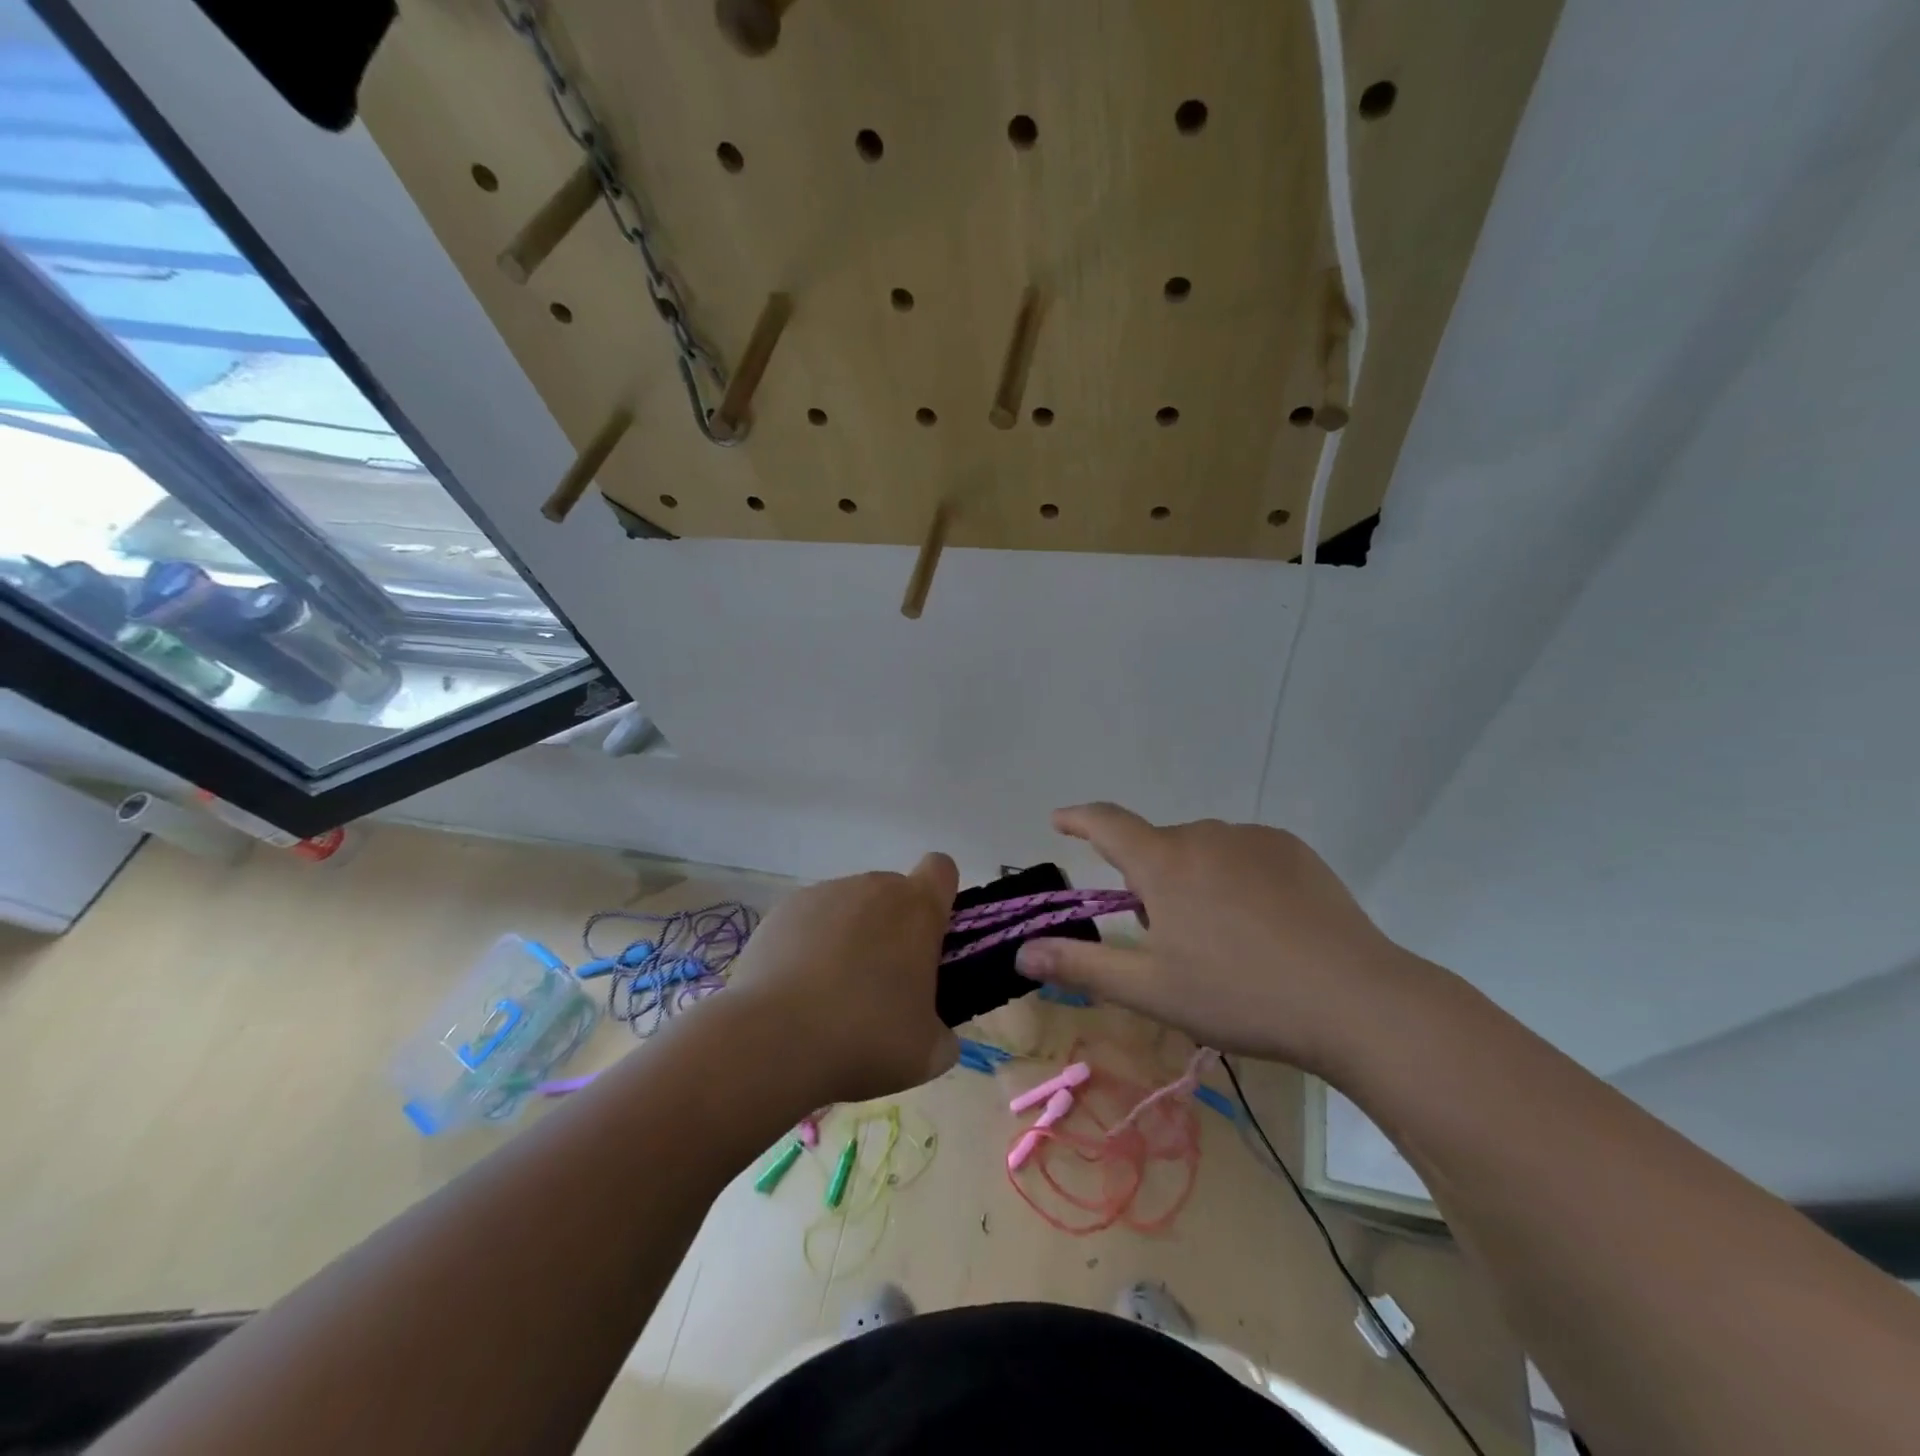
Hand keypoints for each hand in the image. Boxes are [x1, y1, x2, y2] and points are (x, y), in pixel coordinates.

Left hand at [726, 854, 960, 1104]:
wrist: (774, 1041)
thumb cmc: (867, 1038)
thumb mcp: (928, 1053)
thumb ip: (940, 1030)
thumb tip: (929, 1031)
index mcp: (918, 908)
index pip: (941, 870)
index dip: (940, 897)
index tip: (930, 938)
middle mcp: (872, 888)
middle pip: (892, 894)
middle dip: (891, 930)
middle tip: (881, 987)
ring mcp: (822, 894)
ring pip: (848, 908)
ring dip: (849, 938)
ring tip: (830, 997)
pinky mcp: (781, 911)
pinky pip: (808, 922)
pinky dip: (808, 947)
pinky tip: (796, 992)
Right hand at [1013, 804, 1416, 1073]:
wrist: (1355, 1001)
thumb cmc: (1240, 995)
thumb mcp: (1152, 990)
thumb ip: (1081, 966)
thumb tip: (1020, 952)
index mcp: (1164, 862)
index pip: (1106, 822)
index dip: (1078, 818)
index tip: (1060, 819)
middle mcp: (1204, 835)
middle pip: (1158, 848)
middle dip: (1148, 881)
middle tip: (1165, 938)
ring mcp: (1254, 839)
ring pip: (1202, 852)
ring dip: (1192, 880)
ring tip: (1220, 938)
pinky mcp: (1293, 850)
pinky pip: (1243, 854)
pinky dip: (1234, 877)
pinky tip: (1262, 924)